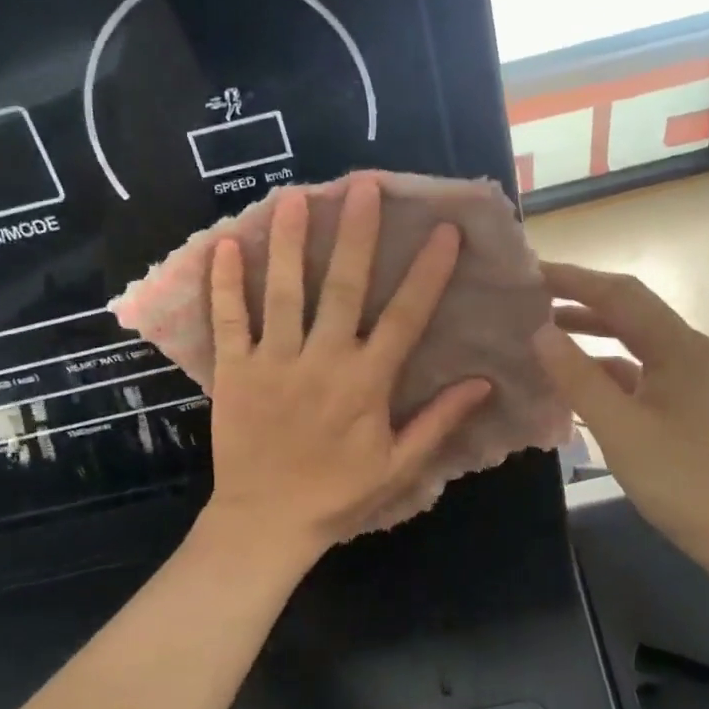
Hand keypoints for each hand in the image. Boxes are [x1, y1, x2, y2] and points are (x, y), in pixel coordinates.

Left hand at [204, 176, 491, 562]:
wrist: (266, 522)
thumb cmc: (338, 495)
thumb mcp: (399, 467)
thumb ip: (439, 421)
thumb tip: (484, 383)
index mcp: (367, 381)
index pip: (405, 316)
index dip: (427, 272)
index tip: (443, 231)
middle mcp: (322, 360)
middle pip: (342, 287)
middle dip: (356, 234)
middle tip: (362, 186)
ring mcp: (274, 362)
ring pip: (283, 292)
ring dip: (289, 242)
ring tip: (294, 197)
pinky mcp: (235, 371)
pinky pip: (229, 321)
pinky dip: (225, 284)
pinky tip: (224, 245)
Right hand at [532, 263, 708, 564]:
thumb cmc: (675, 477)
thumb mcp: (617, 426)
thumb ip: (577, 376)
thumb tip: (539, 332)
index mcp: (679, 346)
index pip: (621, 294)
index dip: (574, 279)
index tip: (530, 272)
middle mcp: (686, 347)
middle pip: (627, 307)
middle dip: (579, 296)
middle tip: (531, 294)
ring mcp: (684, 371)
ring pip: (629, 334)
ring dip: (588, 326)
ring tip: (543, 324)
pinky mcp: (676, 394)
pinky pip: (633, 362)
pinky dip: (600, 359)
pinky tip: (569, 369)